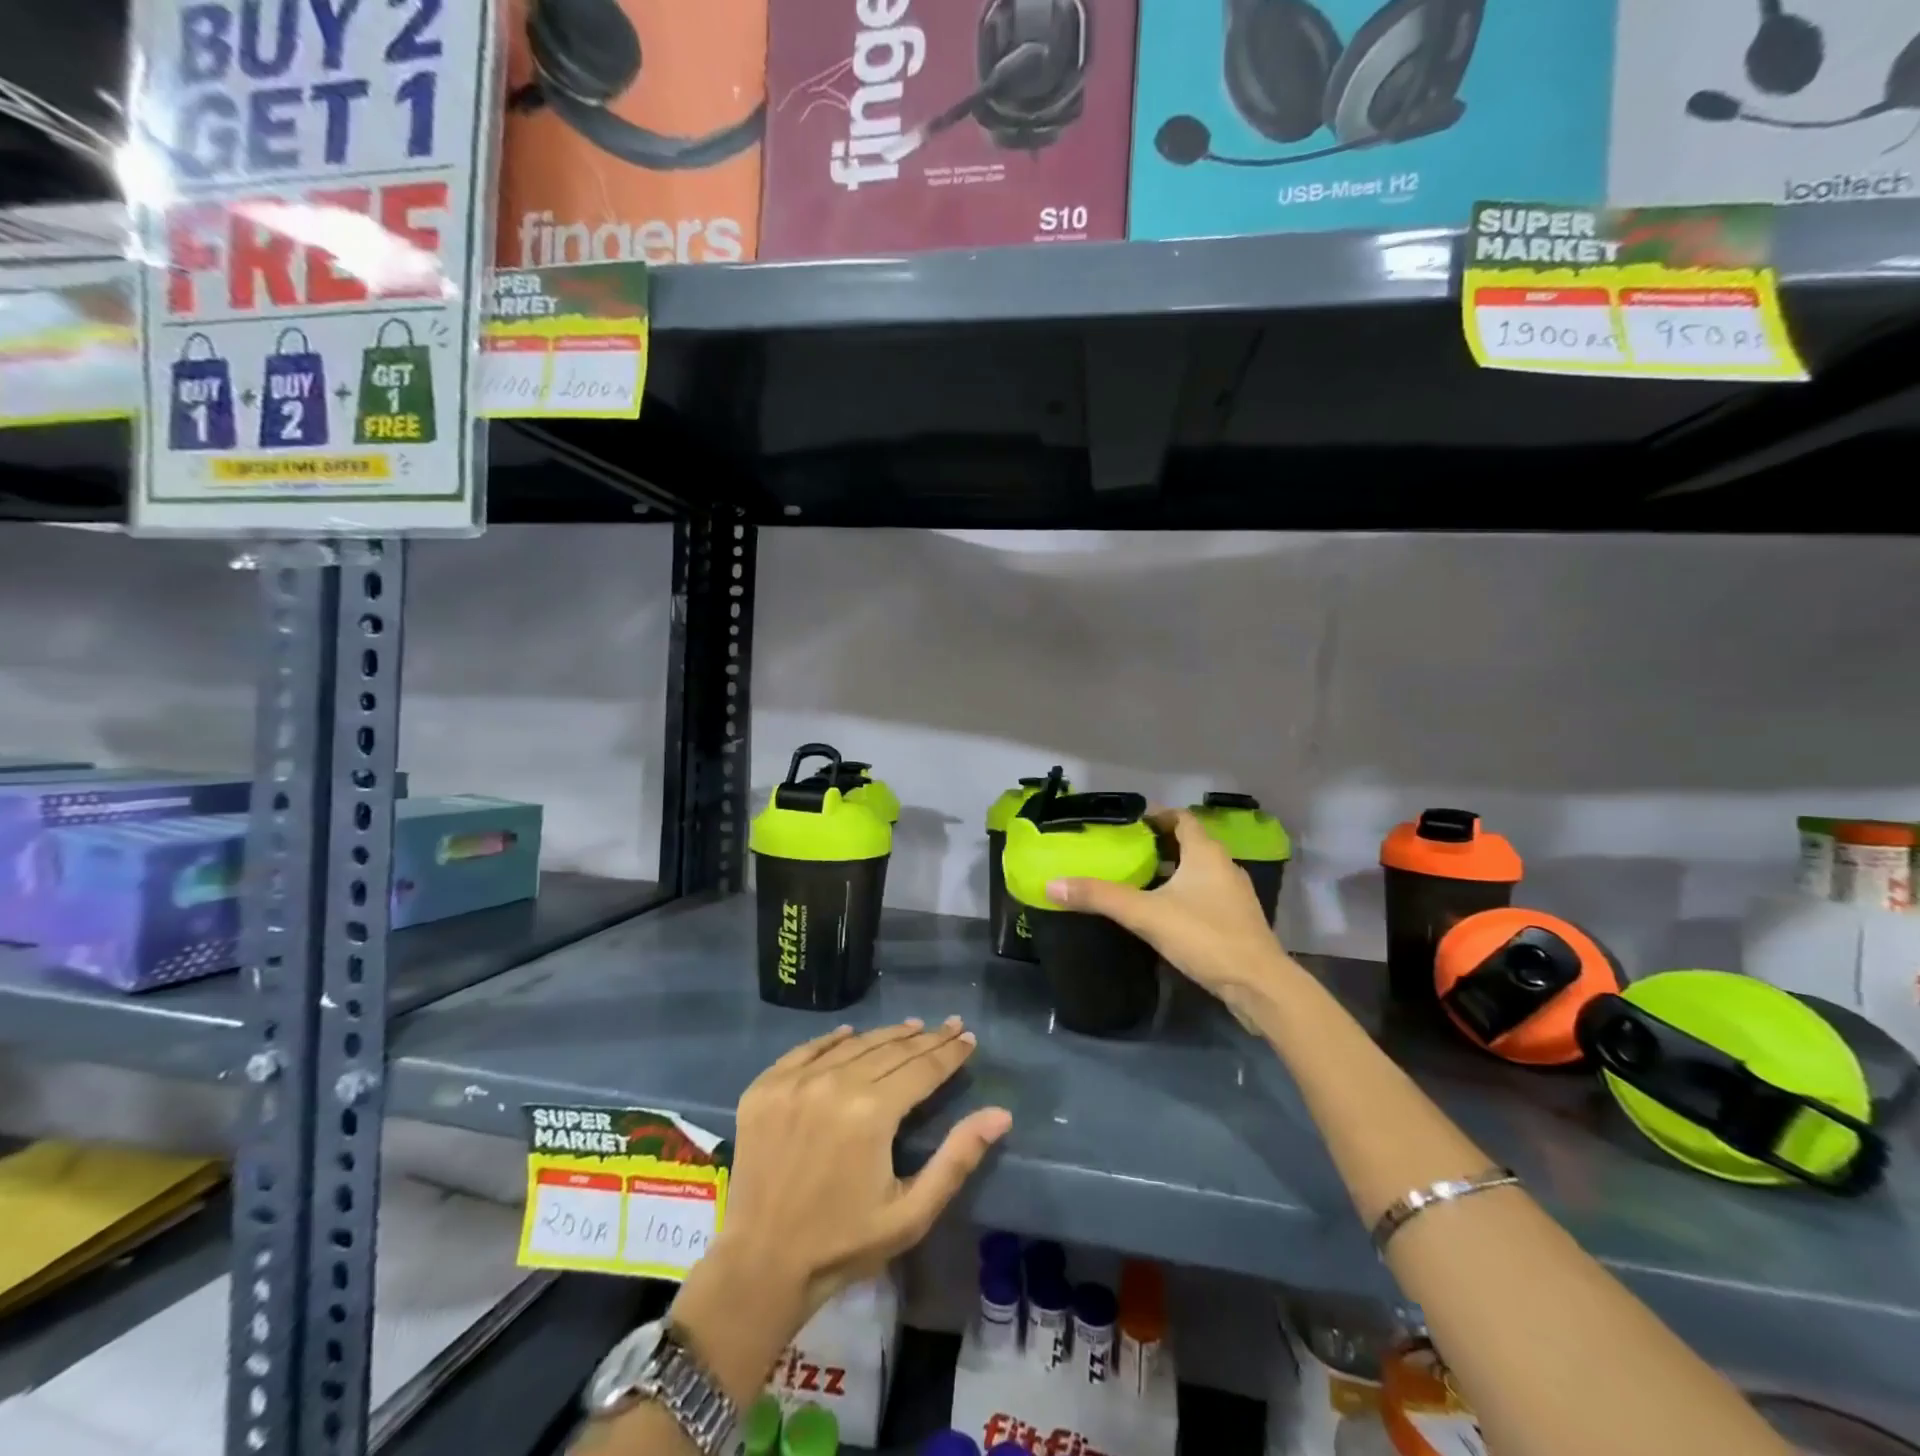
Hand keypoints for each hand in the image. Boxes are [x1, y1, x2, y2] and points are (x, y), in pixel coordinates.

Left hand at [670, 1020, 1012, 1400]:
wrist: (759, 1266)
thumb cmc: (844, 1243)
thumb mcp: (911, 1213)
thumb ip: (956, 1159)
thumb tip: (1000, 1114)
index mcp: (871, 1112)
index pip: (922, 1069)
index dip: (949, 1053)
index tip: (968, 1037)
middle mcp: (833, 1084)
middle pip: (890, 1050)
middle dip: (925, 1038)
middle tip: (948, 1025)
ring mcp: (795, 1082)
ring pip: (853, 1045)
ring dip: (885, 1036)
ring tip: (911, 1027)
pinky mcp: (765, 1088)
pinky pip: (806, 1051)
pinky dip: (833, 1040)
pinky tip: (850, 1033)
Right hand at [1047, 809, 1284, 1013]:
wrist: (1259, 985)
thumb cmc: (1205, 937)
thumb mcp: (1146, 915)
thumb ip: (1100, 897)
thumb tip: (1052, 884)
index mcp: (1206, 853)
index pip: (1182, 818)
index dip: (1156, 816)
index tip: (1129, 826)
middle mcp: (1224, 866)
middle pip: (1190, 844)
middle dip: (1159, 846)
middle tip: (1126, 854)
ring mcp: (1234, 895)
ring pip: (1199, 871)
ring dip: (1172, 871)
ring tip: (1140, 882)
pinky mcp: (1238, 920)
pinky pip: (1206, 895)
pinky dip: (1184, 894)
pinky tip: (1164, 914)